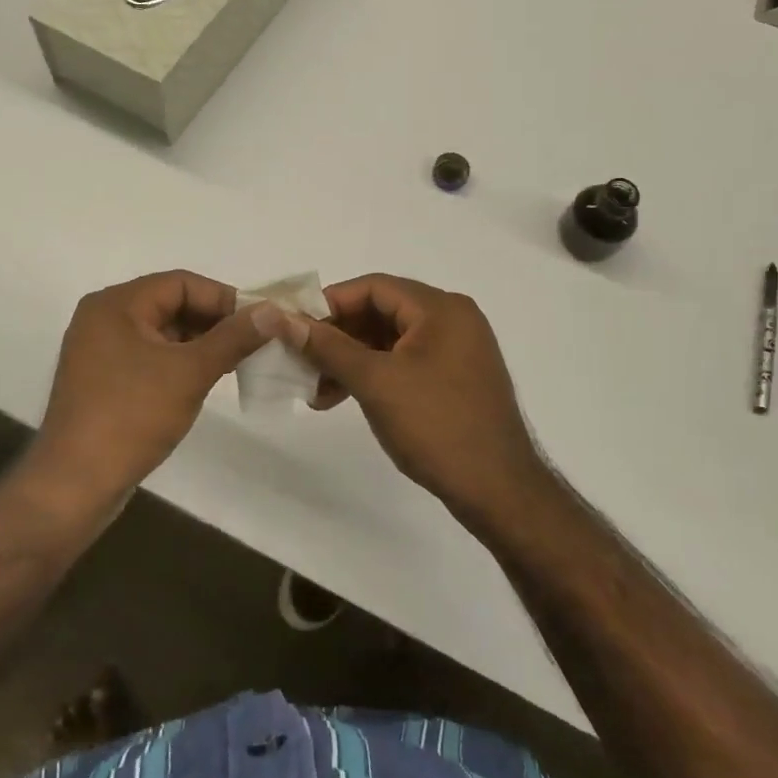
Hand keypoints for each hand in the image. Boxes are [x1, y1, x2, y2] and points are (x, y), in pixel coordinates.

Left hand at [32, 270, 269, 500]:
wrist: (74, 485)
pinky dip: (180, 361)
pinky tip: (207, 378)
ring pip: (163, 332)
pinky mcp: (104, 380)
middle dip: (215, 321)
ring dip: (201, 343)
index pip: (181, 283)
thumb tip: (272, 311)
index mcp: (116, 304)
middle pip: (171, 304)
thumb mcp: (190, 372)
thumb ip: (233, 337)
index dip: (224, 298)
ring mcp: (100, 351)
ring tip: (239, 360)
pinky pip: (150, 356)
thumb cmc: (131, 417)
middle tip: (256, 341)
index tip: (260, 320)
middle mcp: (104, 318)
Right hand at [270, 274, 548, 519]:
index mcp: (441, 308)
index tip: (294, 328)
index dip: (329, 304)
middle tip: (300, 362)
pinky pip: (405, 362)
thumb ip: (327, 346)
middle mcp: (452, 319)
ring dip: (351, 360)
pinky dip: (374, 375)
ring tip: (316, 392)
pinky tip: (343, 398)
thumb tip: (279, 318)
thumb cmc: (436, 426)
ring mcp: (457, 350)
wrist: (498, 491)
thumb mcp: (375, 382)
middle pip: (381, 311)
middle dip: (337, 337)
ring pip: (390, 341)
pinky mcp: (455, 378)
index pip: (374, 287)